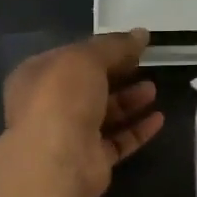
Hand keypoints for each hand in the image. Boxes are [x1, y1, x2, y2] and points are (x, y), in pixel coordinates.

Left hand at [2, 30, 164, 196]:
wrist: (57, 162)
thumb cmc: (62, 98)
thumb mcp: (86, 58)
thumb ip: (115, 45)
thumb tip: (141, 34)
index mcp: (37, 76)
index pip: (71, 58)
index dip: (100, 50)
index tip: (130, 45)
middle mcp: (50, 105)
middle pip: (89, 86)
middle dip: (117, 75)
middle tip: (144, 65)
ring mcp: (70, 135)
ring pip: (104, 114)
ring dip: (129, 101)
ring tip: (153, 89)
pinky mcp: (91, 161)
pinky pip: (118, 141)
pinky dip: (137, 129)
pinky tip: (158, 119)